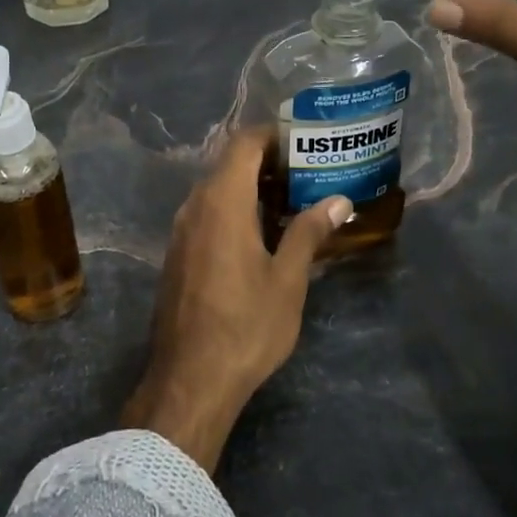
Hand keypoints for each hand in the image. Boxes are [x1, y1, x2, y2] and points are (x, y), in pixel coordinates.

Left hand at [120, 130, 352, 472]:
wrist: (189, 380)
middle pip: (230, 163)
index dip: (274, 135)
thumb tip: (339, 201)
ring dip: (252, 187)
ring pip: (217, 189)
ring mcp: (182, 230)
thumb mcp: (287, 279)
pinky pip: (207, 213)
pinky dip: (235, 209)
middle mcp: (195, 206)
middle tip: (309, 174)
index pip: (244, 143)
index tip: (306, 143)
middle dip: (269, 162)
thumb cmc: (246, 325)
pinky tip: (263, 234)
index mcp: (222, 201)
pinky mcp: (178, 254)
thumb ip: (309, 232)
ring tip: (293, 202)